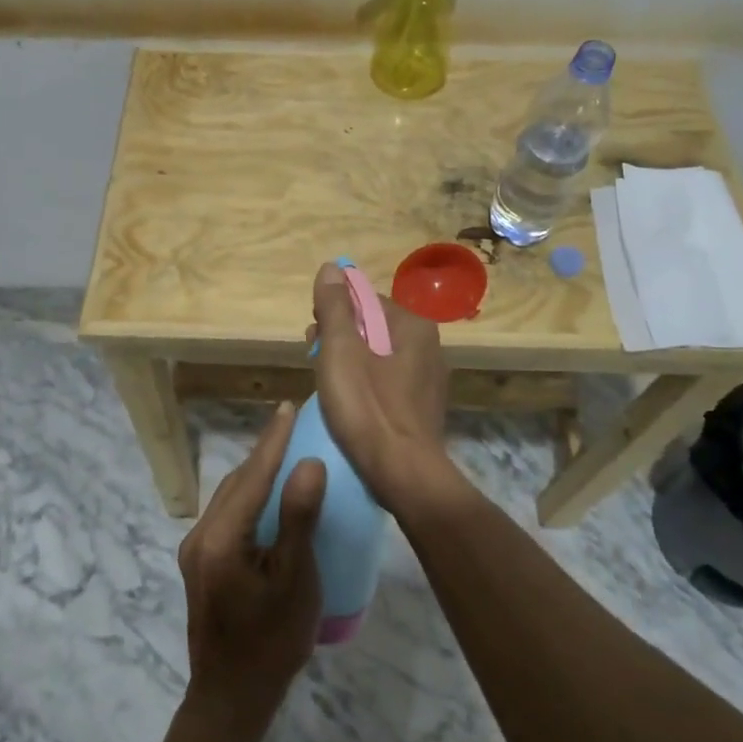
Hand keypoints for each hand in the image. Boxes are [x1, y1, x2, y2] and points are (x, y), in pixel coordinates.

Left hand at [177, 404, 326, 726]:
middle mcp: (200, 536)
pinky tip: (267, 499)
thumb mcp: (294, 581)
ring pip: (229, 497)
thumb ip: (298, 520)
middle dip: (264, 452)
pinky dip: (248, 497)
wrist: (230, 700)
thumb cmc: (271, 642)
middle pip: (236, 482)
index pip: (252, 475)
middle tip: (291, 426)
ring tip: (284, 455)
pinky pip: (226, 515)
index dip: (273, 440)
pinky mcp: (200, 564)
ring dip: (255, 474)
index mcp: (220, 538)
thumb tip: (308, 464)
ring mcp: (195, 551)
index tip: (288, 409)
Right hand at [308, 262, 458, 519]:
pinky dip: (366, 386)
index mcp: (413, 325)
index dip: (334, 313)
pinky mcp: (423, 408)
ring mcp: (429, 379)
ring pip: (378, 356)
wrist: (403, 475)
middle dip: (340, 337)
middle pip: (372, 327)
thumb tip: (332, 267)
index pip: (366, 300)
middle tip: (314, 360)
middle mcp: (429, 346)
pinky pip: (387, 383)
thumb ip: (335, 306)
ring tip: (326, 384)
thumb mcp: (340, 350)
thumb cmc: (367, 407)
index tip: (313, 336)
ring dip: (350, 362)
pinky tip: (350, 406)